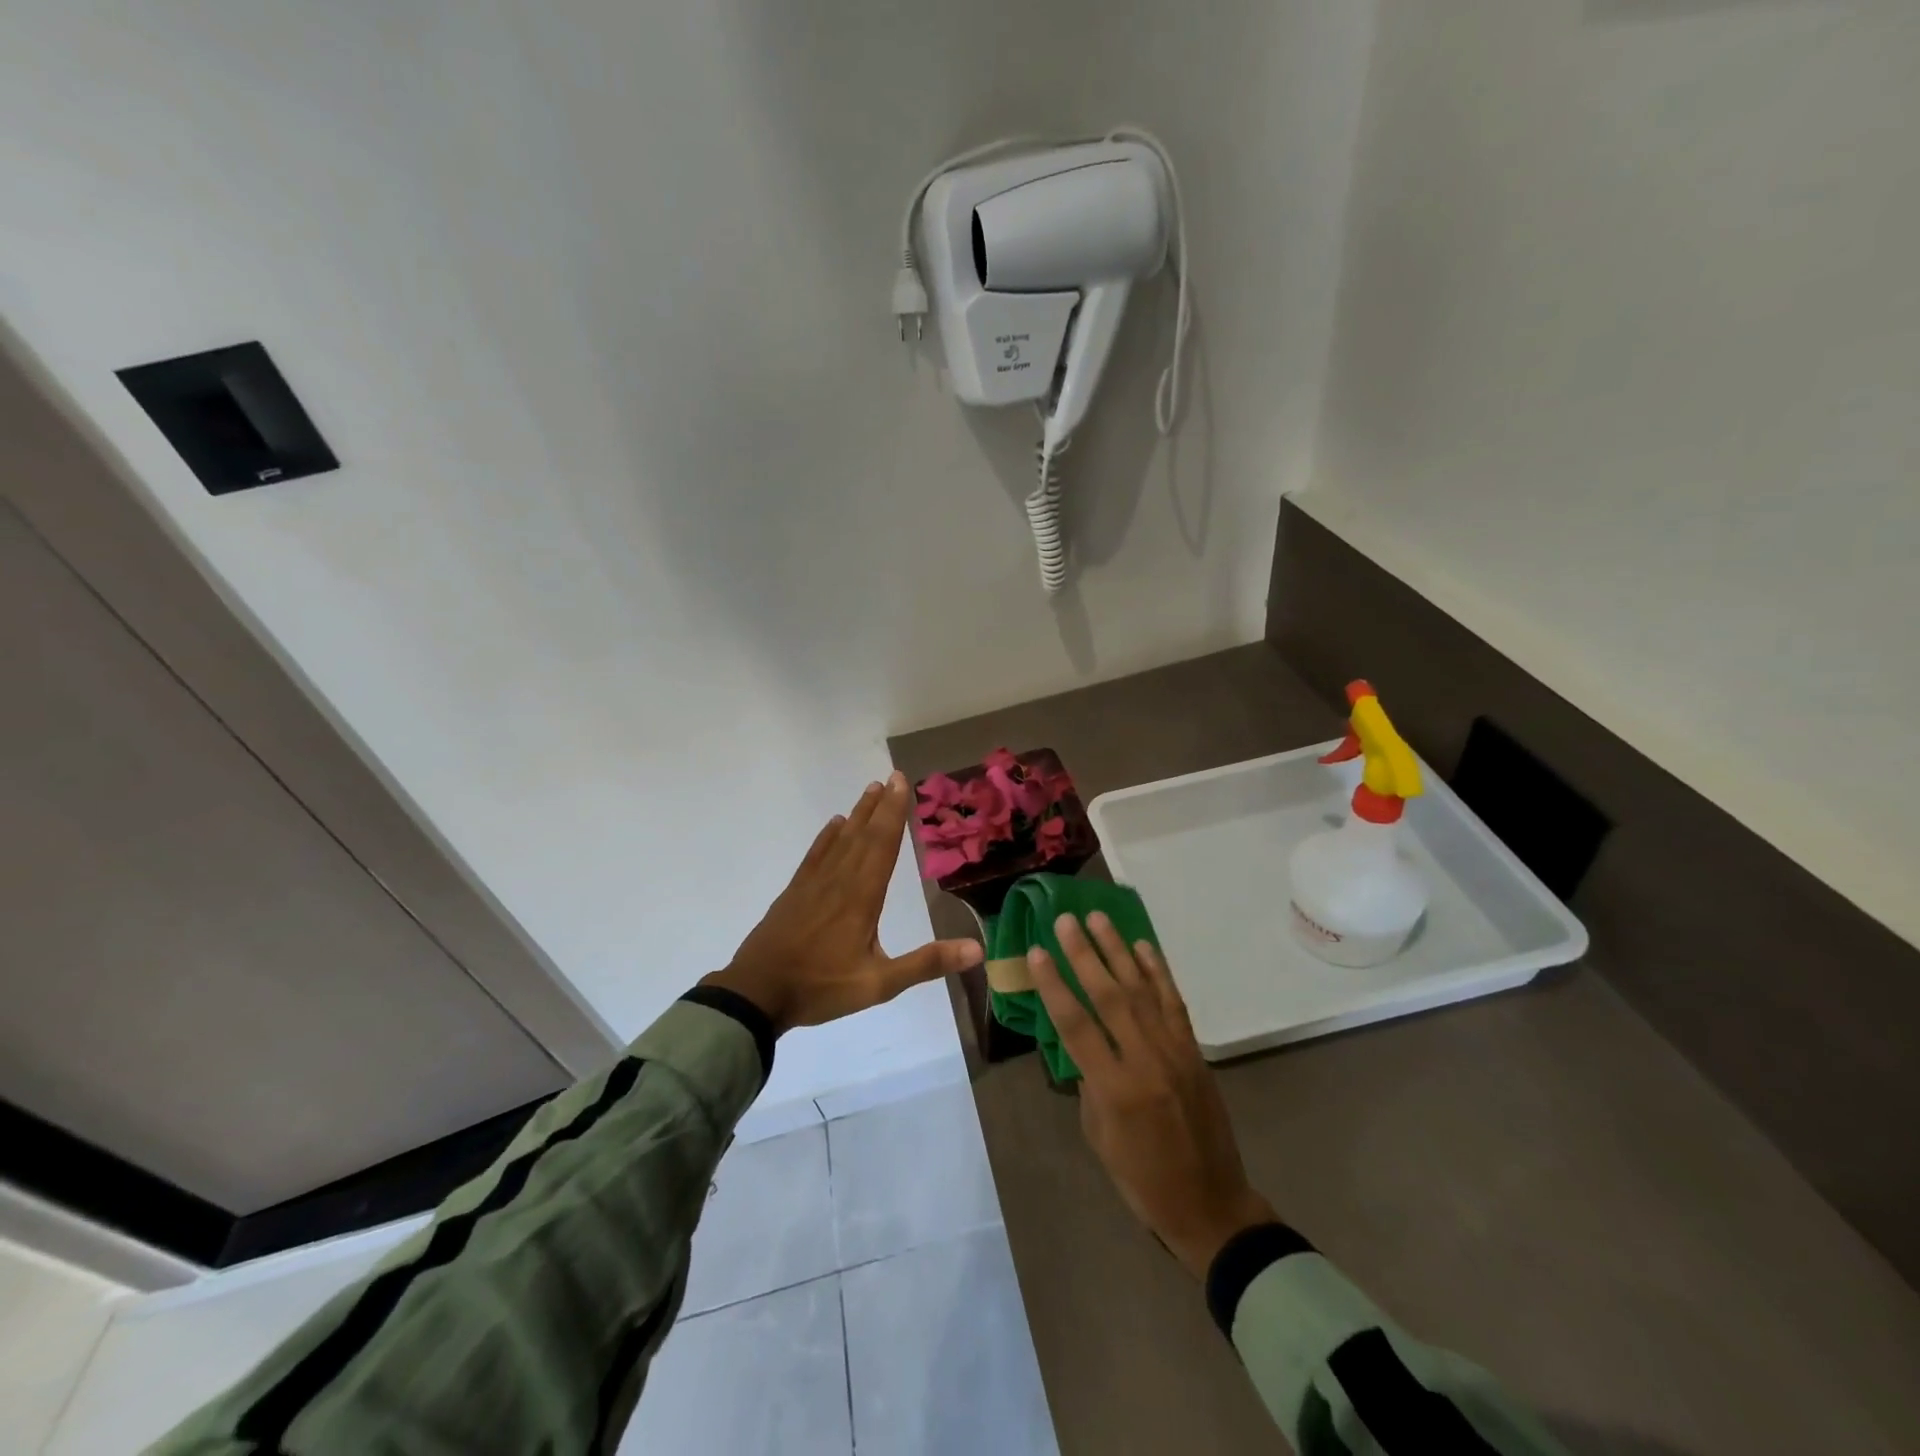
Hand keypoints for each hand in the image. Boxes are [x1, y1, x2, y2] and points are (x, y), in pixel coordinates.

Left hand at [704, 773, 983, 1032]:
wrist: (757, 993)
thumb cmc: (821, 987)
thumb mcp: (879, 984)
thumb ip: (926, 963)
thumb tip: (976, 949)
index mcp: (862, 897)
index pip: (883, 845)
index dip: (894, 813)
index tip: (902, 783)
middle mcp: (839, 881)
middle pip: (863, 835)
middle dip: (880, 806)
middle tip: (892, 777)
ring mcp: (813, 884)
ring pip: (840, 839)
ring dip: (857, 814)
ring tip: (870, 790)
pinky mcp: (795, 892)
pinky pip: (816, 855)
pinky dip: (827, 836)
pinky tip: (834, 825)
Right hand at [1029, 914, 1274, 1278]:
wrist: (1211, 1205)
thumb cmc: (1142, 1179)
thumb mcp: (1098, 1136)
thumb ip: (1088, 1081)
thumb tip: (1080, 1040)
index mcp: (1115, 1089)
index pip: (1076, 1025)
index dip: (1053, 985)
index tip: (1036, 951)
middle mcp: (1146, 1061)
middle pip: (1109, 996)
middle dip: (1084, 954)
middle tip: (1065, 920)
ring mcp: (1174, 1052)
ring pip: (1142, 989)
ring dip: (1118, 950)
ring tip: (1098, 918)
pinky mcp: (1194, 1051)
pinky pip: (1173, 1002)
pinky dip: (1157, 971)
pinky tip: (1143, 946)